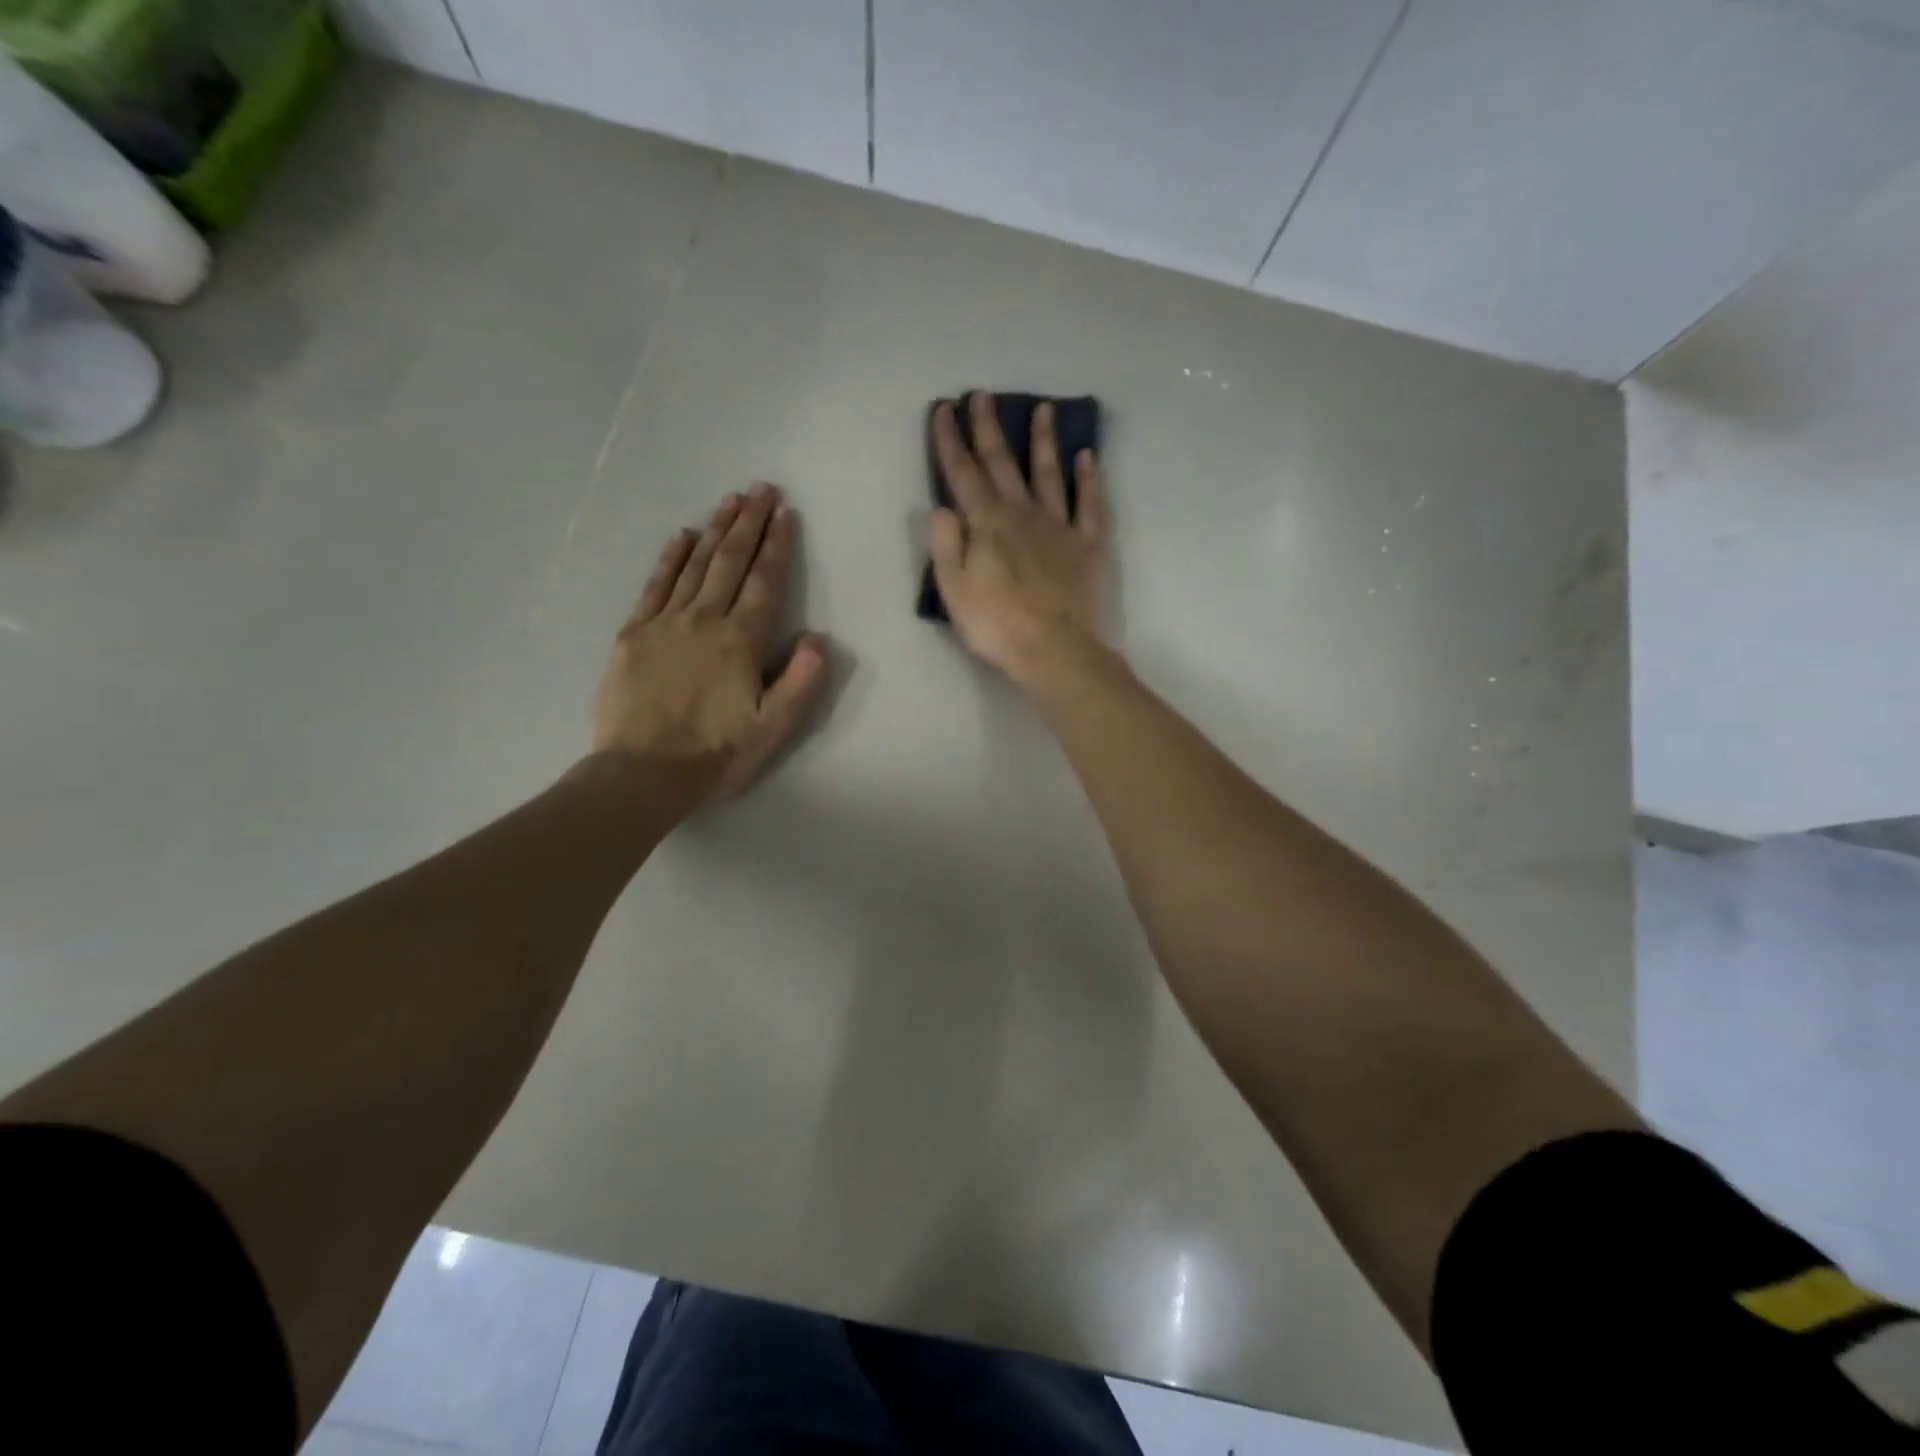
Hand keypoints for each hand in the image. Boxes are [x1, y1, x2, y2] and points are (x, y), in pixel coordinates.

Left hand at [592, 484, 828, 801]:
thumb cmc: (716, 753)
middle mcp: (704, 620)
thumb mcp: (773, 727)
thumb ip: (801, 680)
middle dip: (749, 523)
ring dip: (715, 530)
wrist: (643, 773)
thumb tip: (819, 638)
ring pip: (695, 565)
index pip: (764, 581)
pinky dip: (671, 558)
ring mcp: (665, 623)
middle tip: (761, 488)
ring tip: (730, 500)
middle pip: (730, 561)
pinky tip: (682, 536)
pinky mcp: (634, 634)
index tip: (785, 513)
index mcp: (741, 640)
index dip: (777, 545)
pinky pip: (656, 585)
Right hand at [927, 392, 1112, 685]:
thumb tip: (942, 506)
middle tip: (984, 395)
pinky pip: (1091, 504)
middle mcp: (1024, 514)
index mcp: (988, 525)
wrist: (1057, 652)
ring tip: (1043, 409)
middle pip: (1004, 464)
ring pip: (1050, 474)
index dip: (951, 442)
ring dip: (1044, 441)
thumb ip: (945, 544)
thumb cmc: (998, 626)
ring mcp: (1061, 527)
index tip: (944, 409)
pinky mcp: (1090, 545)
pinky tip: (1088, 457)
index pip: (963, 475)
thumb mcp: (954, 591)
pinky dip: (1090, 479)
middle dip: (990, 429)